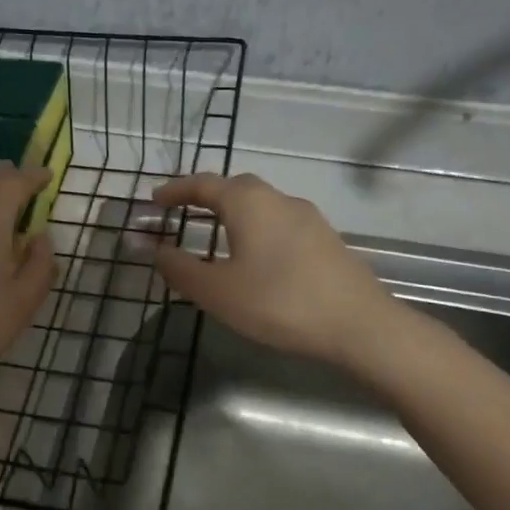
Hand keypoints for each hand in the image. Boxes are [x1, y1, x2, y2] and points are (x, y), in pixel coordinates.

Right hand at [151, 173, 390, 366]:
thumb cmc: (278, 302)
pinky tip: (254, 257)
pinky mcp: (326, 240)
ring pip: (261, 205)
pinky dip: (256, 229)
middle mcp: (279, 199)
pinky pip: (279, 223)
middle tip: (182, 212)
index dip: (176, 190)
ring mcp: (308, 218)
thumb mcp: (217, 290)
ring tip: (214, 236)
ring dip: (233, 213)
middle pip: (235, 187)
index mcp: (249, 203)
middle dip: (205, 197)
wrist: (359, 324)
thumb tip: (150, 248)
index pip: (204, 184)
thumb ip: (179, 267)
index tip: (154, 200)